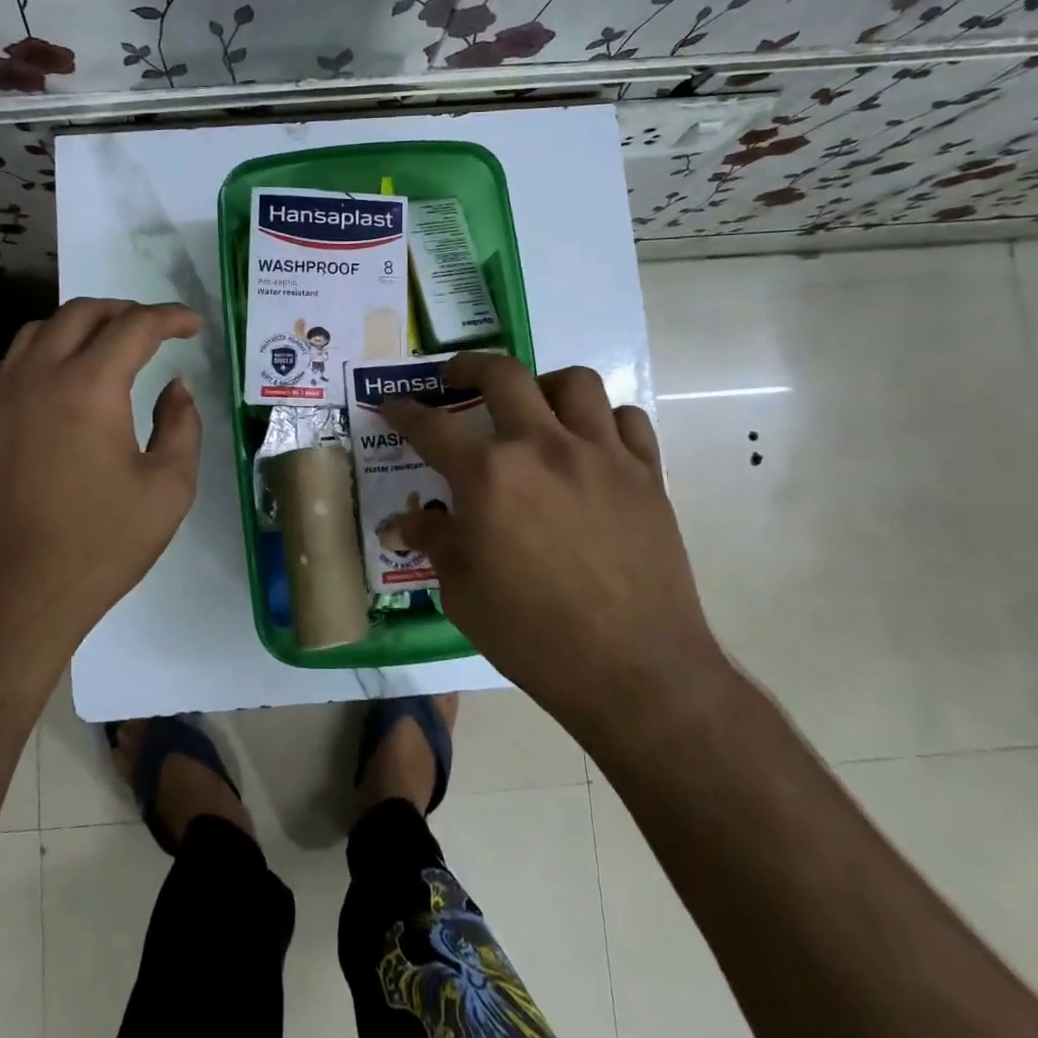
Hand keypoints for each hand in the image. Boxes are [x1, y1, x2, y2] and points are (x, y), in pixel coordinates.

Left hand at [0, 297, 202, 664]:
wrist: (13, 596)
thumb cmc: (99, 545)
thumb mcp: (168, 489)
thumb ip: (181, 426)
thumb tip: (175, 387)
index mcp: (89, 387)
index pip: (135, 327)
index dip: (171, 318)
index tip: (194, 324)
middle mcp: (40, 375)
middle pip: (83, 313)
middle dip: (126, 311)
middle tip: (157, 329)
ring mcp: (2, 395)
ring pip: (40, 329)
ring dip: (82, 324)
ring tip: (110, 344)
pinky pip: (13, 360)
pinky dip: (44, 350)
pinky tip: (60, 375)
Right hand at [380, 354, 723, 728]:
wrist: (633, 671)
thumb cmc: (532, 635)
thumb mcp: (462, 592)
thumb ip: (434, 541)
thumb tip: (401, 523)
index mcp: (489, 475)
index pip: (431, 427)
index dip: (403, 412)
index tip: (391, 405)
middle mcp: (542, 447)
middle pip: (503, 374)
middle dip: (468, 367)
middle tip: (455, 379)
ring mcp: (601, 454)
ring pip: (573, 382)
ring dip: (543, 385)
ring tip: (532, 407)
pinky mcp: (646, 474)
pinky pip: (627, 420)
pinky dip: (604, 420)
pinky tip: (590, 444)